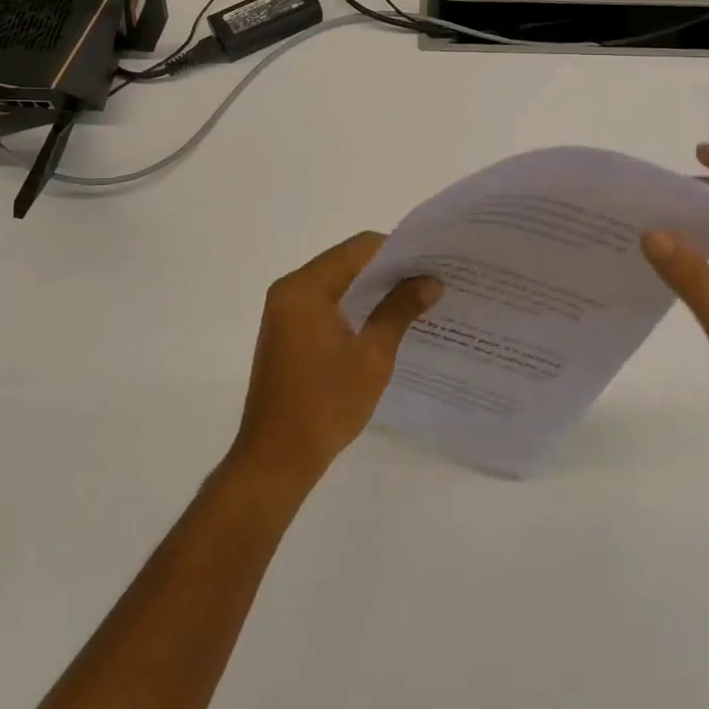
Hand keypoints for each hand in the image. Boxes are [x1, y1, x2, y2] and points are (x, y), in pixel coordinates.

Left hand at [231, 232, 442, 491]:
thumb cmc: (325, 404)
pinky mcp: (286, 331)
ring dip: (372, 288)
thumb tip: (431, 281)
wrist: (275, 460)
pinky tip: (384, 319)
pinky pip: (325, 303)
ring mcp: (284, 311)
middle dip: (388, 269)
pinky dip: (353, 305)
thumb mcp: (373, 355)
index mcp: (306, 287)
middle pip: (346, 261)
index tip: (432, 260)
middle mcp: (290, 289)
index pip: (358, 248)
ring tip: (415, 296)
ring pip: (336, 282)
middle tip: (430, 277)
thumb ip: (400, 309)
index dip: (398, 250)